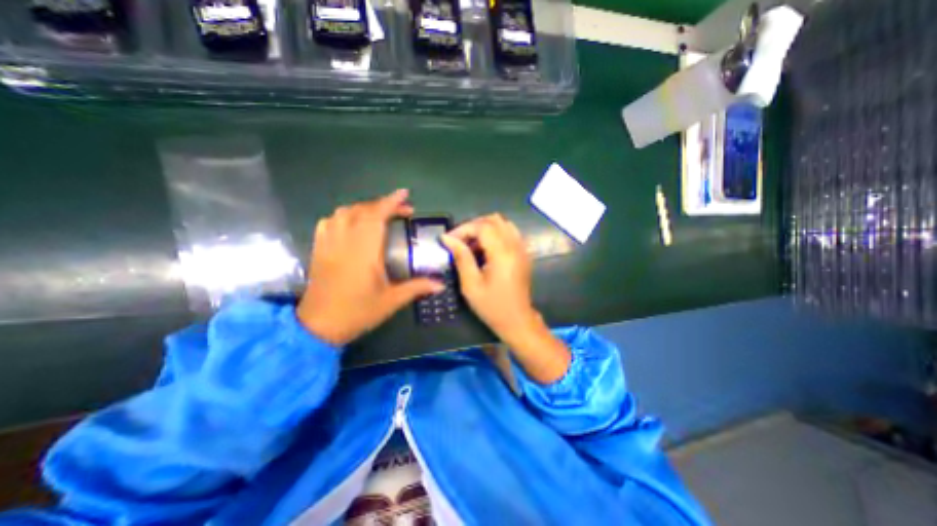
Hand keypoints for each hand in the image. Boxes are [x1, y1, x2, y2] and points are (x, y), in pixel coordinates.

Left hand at [300, 190, 445, 343]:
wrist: (319, 326)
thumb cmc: (358, 312)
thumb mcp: (391, 301)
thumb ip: (417, 287)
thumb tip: (441, 284)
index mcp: (364, 251)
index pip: (377, 217)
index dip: (391, 202)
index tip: (404, 194)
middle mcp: (345, 241)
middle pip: (363, 210)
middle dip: (383, 205)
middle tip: (402, 210)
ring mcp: (329, 243)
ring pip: (344, 212)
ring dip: (364, 208)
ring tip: (379, 215)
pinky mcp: (319, 249)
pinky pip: (329, 222)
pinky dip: (344, 216)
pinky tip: (352, 223)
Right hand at [441, 213, 569, 381]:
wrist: (517, 320)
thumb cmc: (492, 306)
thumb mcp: (471, 285)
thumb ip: (461, 257)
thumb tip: (447, 238)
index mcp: (503, 254)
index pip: (483, 226)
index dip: (463, 229)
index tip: (449, 240)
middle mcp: (515, 246)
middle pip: (494, 220)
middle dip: (473, 226)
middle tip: (459, 241)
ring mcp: (522, 248)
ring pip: (503, 223)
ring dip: (485, 228)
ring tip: (471, 245)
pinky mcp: (524, 253)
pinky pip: (510, 232)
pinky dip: (496, 233)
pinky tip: (486, 249)